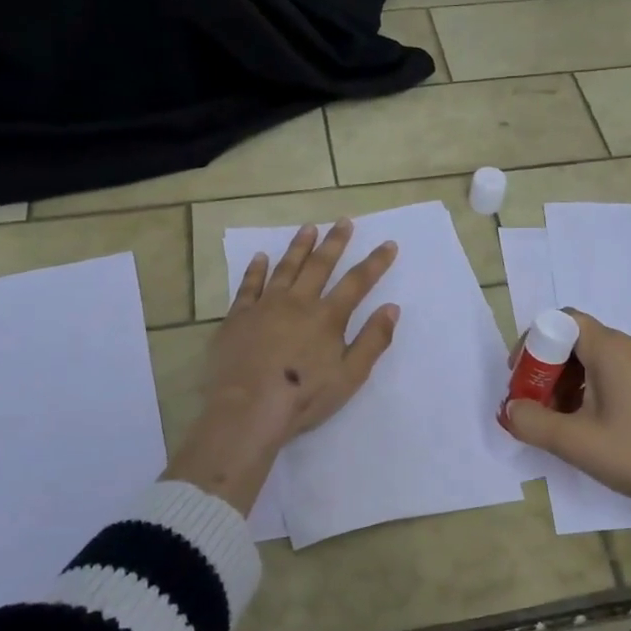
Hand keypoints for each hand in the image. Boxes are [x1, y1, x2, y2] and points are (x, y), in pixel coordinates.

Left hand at [209, 219, 399, 439]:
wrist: (248, 409)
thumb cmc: (304, 397)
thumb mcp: (350, 376)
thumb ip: (373, 340)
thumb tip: (392, 308)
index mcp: (328, 317)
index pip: (357, 282)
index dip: (375, 262)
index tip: (388, 244)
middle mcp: (298, 303)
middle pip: (320, 265)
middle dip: (335, 242)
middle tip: (344, 221)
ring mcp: (265, 306)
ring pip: (286, 268)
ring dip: (299, 246)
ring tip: (309, 228)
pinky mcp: (238, 317)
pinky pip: (249, 285)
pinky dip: (256, 269)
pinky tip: (260, 257)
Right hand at [502, 309, 630, 521]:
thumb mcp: (577, 442)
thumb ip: (533, 423)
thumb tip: (511, 409)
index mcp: (610, 349)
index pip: (561, 321)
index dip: (533, 344)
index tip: (521, 380)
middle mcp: (630, 347)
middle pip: (575, 339)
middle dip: (546, 369)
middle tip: (534, 405)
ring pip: (594, 360)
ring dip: (567, 383)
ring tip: (558, 422)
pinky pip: (613, 374)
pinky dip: (590, 391)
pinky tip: (589, 427)